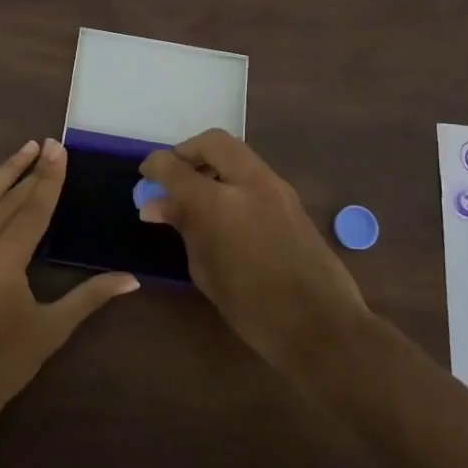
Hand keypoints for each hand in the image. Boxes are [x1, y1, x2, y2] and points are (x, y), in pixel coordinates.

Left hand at [0, 138, 137, 427]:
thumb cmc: (4, 365)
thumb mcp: (51, 329)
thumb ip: (90, 296)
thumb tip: (132, 279)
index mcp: (1, 263)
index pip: (30, 209)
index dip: (48, 178)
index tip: (58, 149)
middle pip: (4, 199)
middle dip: (27, 170)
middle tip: (45, 145)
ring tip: (20, 153)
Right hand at [139, 130, 366, 374]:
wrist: (322, 326)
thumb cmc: (253, 309)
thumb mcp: (206, 270)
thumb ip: (184, 227)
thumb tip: (157, 204)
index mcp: (219, 204)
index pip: (175, 167)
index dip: (155, 166)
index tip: (145, 175)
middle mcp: (248, 183)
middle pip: (212, 141)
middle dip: (188, 151)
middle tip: (174, 174)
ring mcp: (276, 187)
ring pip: (237, 152)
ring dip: (213, 161)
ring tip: (198, 193)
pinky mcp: (292, 198)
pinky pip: (254, 171)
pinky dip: (233, 176)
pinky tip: (226, 207)